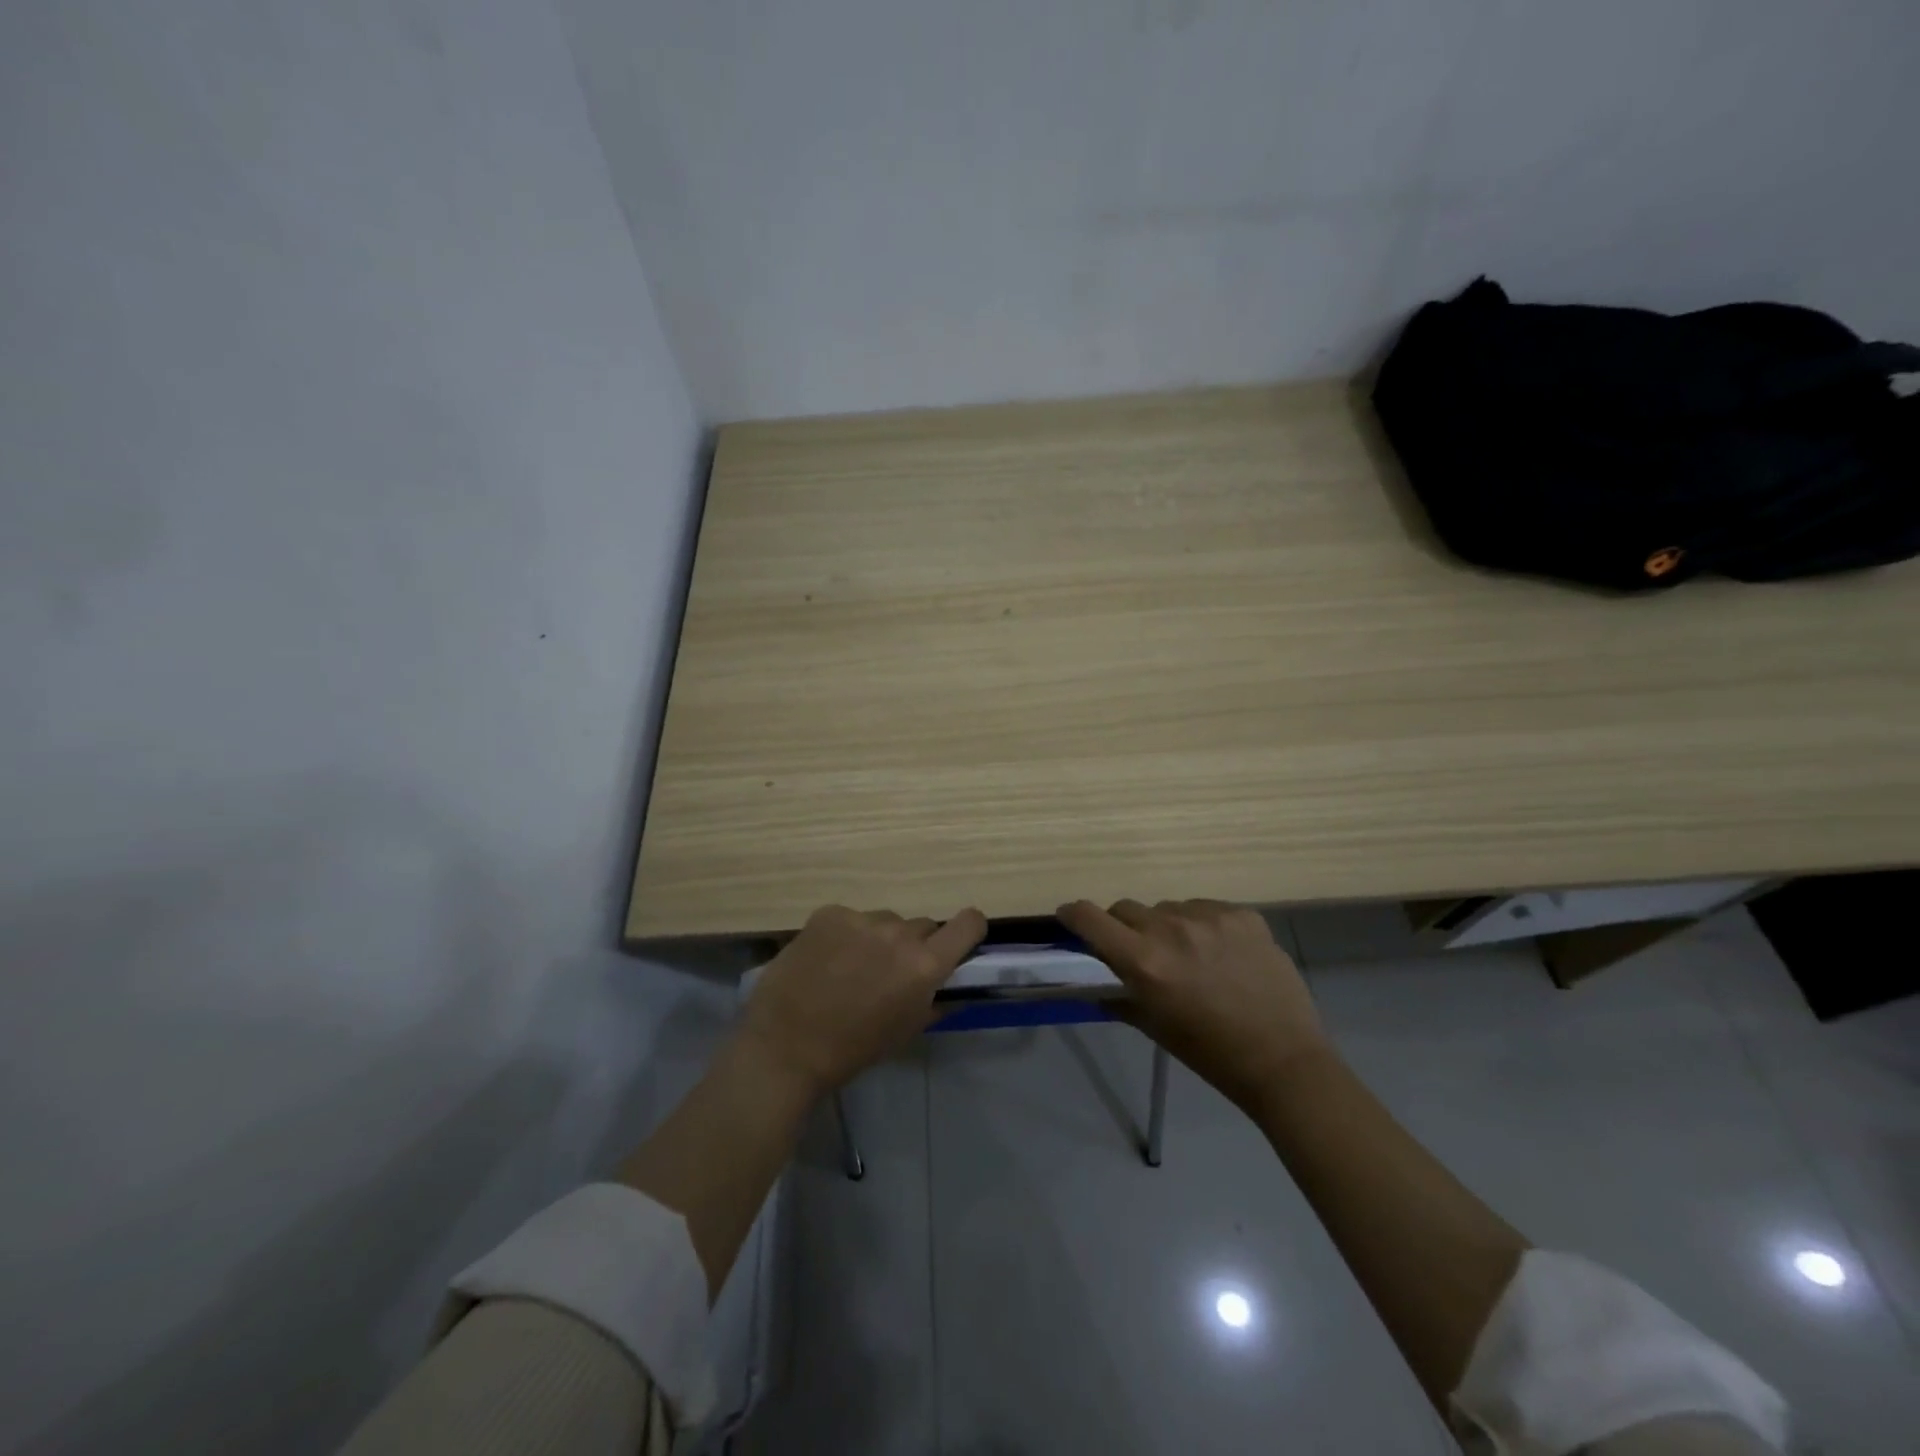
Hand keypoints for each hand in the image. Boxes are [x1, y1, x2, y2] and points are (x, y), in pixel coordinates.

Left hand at [737, 904, 987, 1098]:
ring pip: (885, 921)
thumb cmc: (853, 1049)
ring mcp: (861, 919)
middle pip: (922, 926)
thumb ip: (937, 1001)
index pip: (969, 923)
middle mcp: (899, 933)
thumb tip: (954, 986)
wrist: (785, 1047)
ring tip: (851, 968)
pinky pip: (851, 918)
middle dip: (914, 946)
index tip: (958, 942)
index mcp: (924, 965)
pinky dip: (845, 935)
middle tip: (890, 972)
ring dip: (878, 939)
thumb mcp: (907, 1031)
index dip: (969, 930)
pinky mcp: (829, 913)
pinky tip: (825, 959)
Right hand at [1057, 898, 1331, 1111]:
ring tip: (1190, 956)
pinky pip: (1206, 908)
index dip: (1073, 915)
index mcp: (1144, 962)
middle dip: (1124, 927)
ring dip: (1166, 926)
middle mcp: (1171, 930)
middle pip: (1126, 908)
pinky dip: (1203, 926)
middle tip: (1141, 952)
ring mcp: (1210, 918)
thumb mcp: (1154, 1027)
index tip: (1070, 919)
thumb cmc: (1210, 1052)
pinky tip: (1222, 953)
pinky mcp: (1242, 914)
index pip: (1090, 918)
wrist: (1283, 1060)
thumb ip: (1119, 997)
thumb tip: (1096, 984)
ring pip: (1168, 908)